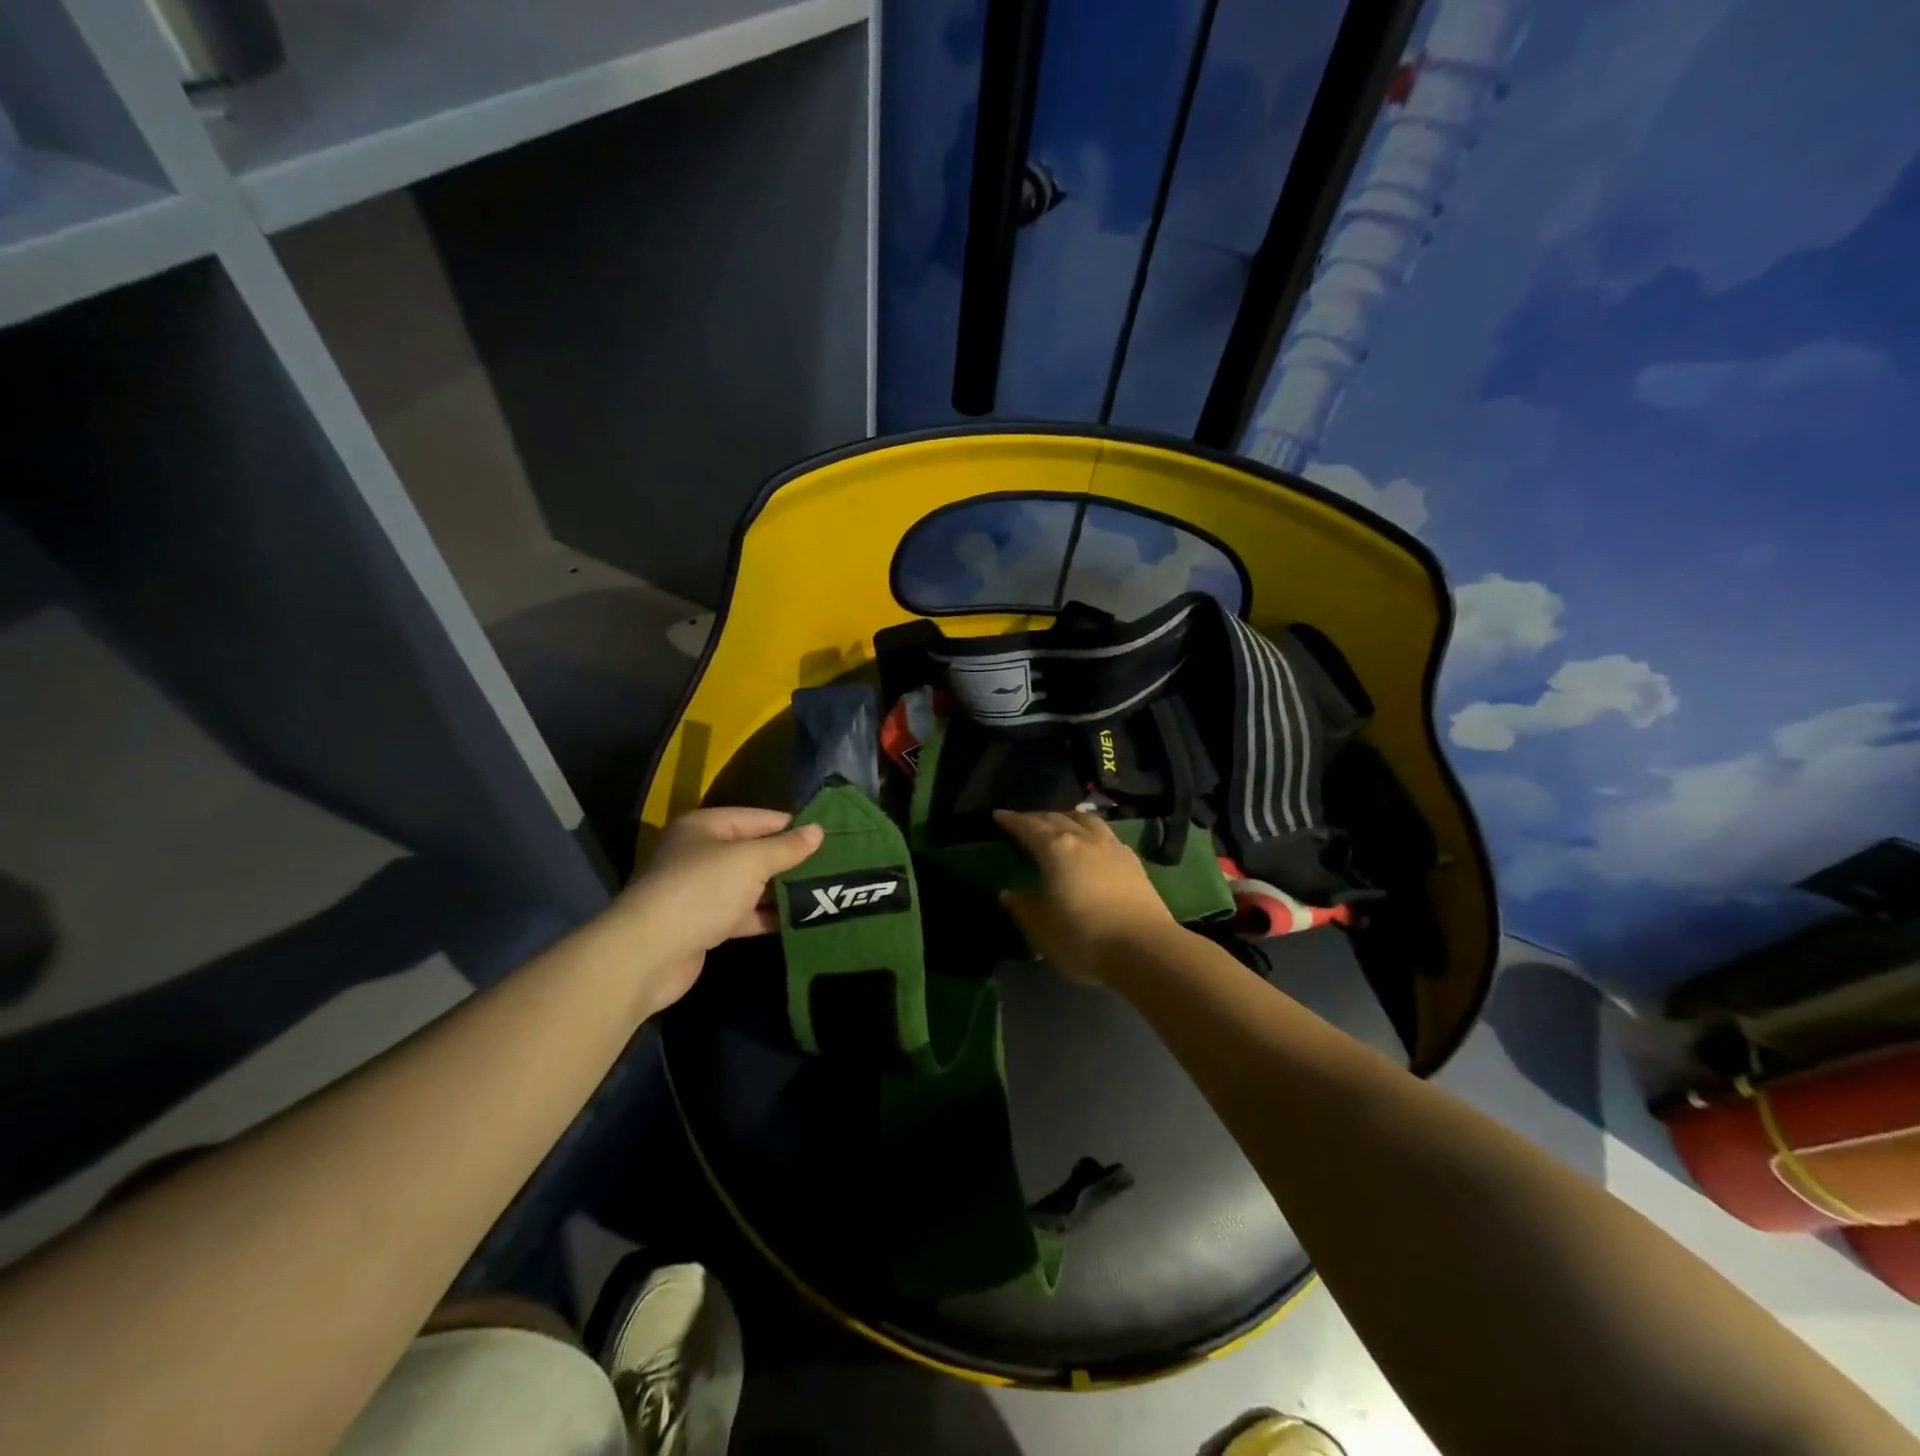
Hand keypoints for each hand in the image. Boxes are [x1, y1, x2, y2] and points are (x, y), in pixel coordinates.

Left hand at [610, 808, 822, 1013]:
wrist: (648, 954)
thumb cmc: (701, 891)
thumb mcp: (750, 861)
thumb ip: (785, 847)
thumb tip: (818, 831)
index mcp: (706, 827)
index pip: (758, 818)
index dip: (793, 826)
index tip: (829, 836)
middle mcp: (701, 854)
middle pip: (754, 851)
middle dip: (789, 860)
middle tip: (832, 866)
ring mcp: (700, 891)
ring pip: (750, 885)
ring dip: (781, 891)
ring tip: (823, 892)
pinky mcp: (703, 925)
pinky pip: (743, 914)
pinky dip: (766, 916)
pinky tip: (797, 920)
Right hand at [993, 810, 1175, 984]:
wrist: (1145, 949)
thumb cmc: (1084, 939)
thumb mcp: (1043, 930)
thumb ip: (1023, 908)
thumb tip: (1008, 893)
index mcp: (1055, 850)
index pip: (1029, 827)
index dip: (1012, 820)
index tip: (999, 815)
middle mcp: (1083, 839)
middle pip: (1056, 818)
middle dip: (1036, 817)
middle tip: (1024, 821)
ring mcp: (1111, 847)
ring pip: (1085, 819)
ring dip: (1067, 816)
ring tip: (1059, 822)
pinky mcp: (1133, 860)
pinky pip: (1106, 833)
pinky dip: (1091, 830)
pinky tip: (1093, 841)